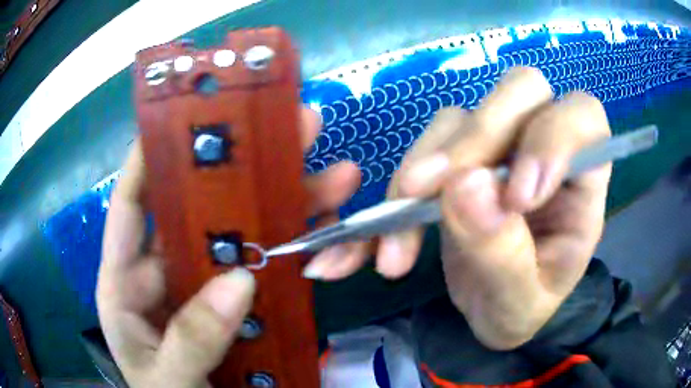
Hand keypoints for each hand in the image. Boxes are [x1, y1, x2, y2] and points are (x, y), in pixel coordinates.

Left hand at [96, 108, 359, 386]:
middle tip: (287, 130)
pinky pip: (266, 270)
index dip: (148, 160)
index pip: (131, 209)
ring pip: (242, 236)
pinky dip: (294, 251)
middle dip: (241, 171)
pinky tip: (326, 231)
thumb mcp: (168, 379)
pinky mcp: (238, 308)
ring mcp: (204, 289)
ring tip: (335, 176)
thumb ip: (191, 339)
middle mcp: (165, 275)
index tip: (181, 119)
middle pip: (200, 212)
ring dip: (285, 205)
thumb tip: (239, 282)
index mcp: (127, 284)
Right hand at [303, 67, 610, 349]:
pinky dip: (396, 188)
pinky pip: (425, 147)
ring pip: (461, 117)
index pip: (584, 119)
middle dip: (477, 137)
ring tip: (394, 241)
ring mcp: (499, 147)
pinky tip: (377, 237)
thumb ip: (503, 254)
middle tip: (429, 193)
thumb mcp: (518, 302)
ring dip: (423, 170)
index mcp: (583, 181)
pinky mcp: (458, 157)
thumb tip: (464, 188)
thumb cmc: (521, 307)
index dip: (552, 138)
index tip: (515, 197)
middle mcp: (543, 148)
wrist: (491, 311)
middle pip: (520, 91)